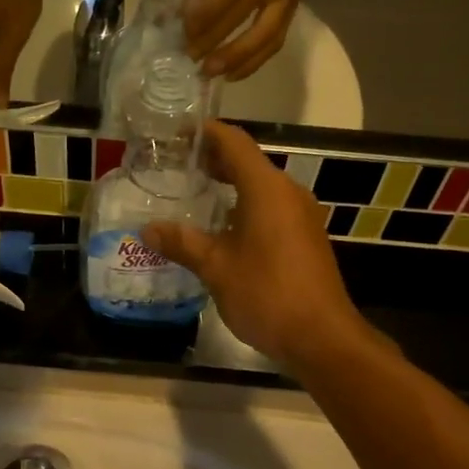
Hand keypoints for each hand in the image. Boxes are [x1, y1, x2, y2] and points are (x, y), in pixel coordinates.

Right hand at [140, 123, 374, 371]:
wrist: (321, 336)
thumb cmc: (267, 293)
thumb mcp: (216, 268)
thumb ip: (182, 243)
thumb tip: (147, 229)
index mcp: (267, 188)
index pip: (234, 142)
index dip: (205, 132)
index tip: (176, 132)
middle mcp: (288, 192)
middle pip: (248, 161)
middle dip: (213, 159)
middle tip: (176, 164)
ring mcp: (301, 215)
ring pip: (260, 186)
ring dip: (229, 184)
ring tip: (194, 192)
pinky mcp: (306, 237)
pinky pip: (271, 207)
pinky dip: (244, 204)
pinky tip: (222, 227)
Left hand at [184, 0, 328, 80]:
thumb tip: (192, 9)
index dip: (204, 15)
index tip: (184, 31)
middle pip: (241, 16)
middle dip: (212, 41)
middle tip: (189, 57)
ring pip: (263, 37)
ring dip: (235, 59)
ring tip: (211, 73)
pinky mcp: (295, 9)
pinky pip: (274, 41)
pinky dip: (253, 61)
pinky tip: (233, 73)